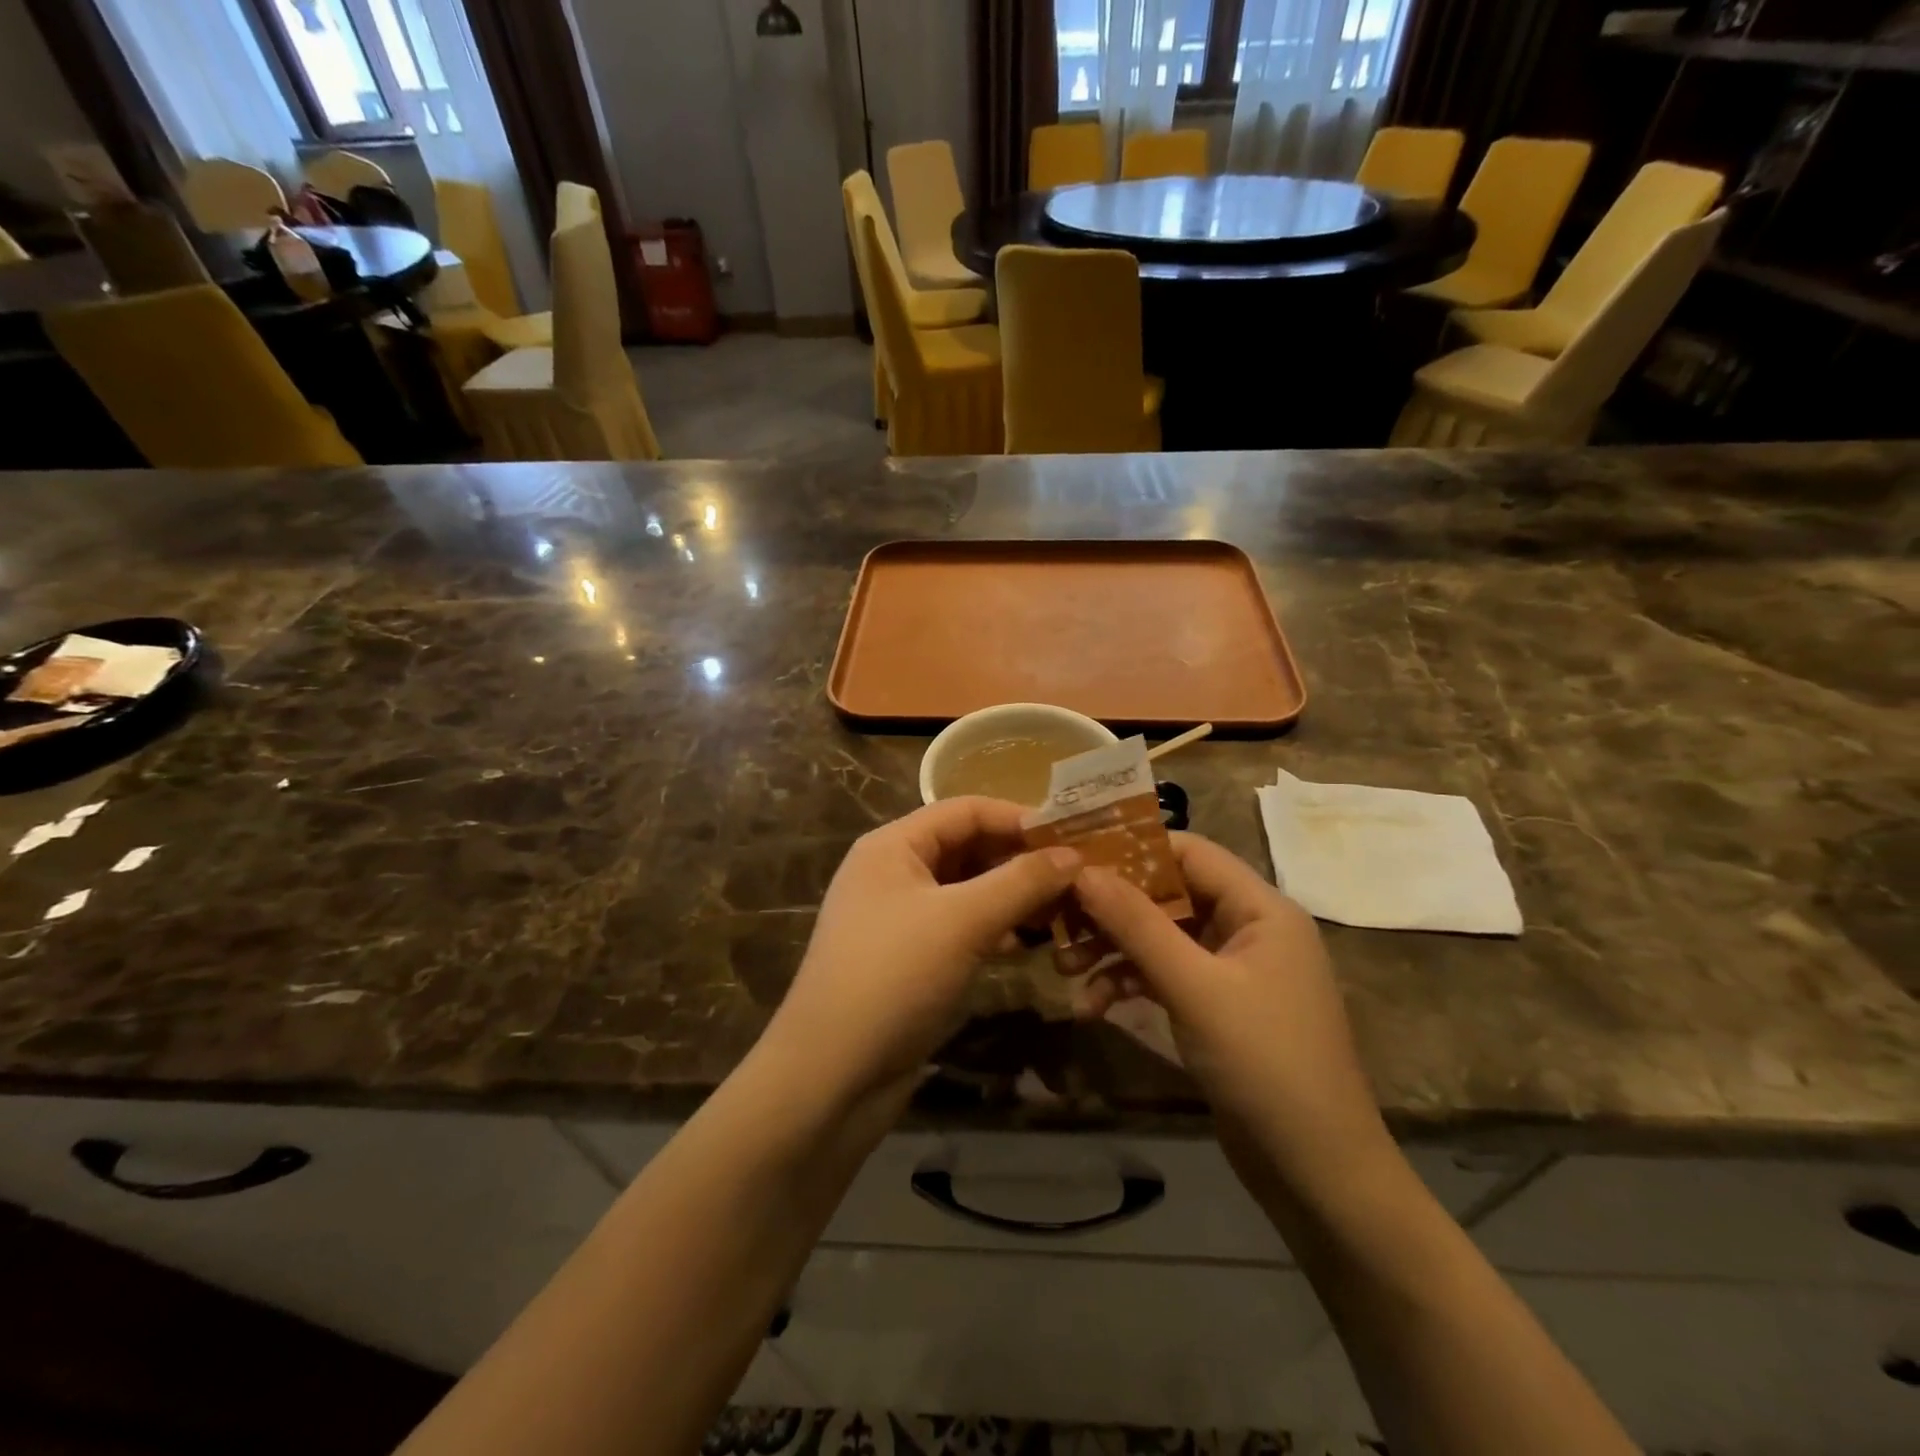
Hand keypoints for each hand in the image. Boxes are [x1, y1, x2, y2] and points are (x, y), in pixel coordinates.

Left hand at [764, 798, 1080, 1103]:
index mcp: (893, 846)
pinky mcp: (908, 957)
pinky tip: (1026, 943)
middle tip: (1075, 876)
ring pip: (966, 890)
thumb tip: (1073, 854)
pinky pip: (959, 926)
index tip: (1071, 835)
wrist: (831, 1075)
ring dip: (1011, 895)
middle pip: (967, 847)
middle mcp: (893, 872)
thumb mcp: (963, 921)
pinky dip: (993, 927)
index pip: (966, 810)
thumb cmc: (894, 977)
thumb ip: (1021, 882)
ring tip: (1062, 908)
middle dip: (1019, 859)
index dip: (1018, 817)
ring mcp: (899, 917)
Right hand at [1072, 834, 1391, 1193]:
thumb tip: (1083, 871)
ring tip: (1065, 968)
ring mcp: (1232, 970)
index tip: (1074, 856)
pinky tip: (1092, 1007)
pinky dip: (1129, 984)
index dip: (1131, 848)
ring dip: (1113, 949)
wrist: (1317, 1175)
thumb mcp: (1194, 988)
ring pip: (1161, 937)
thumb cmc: (1264, 1064)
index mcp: (1260, 908)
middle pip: (1168, 894)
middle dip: (1112, 908)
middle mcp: (1248, 928)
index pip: (1189, 852)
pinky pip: (1166, 976)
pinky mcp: (1218, 1007)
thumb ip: (1137, 924)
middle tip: (1058, 918)